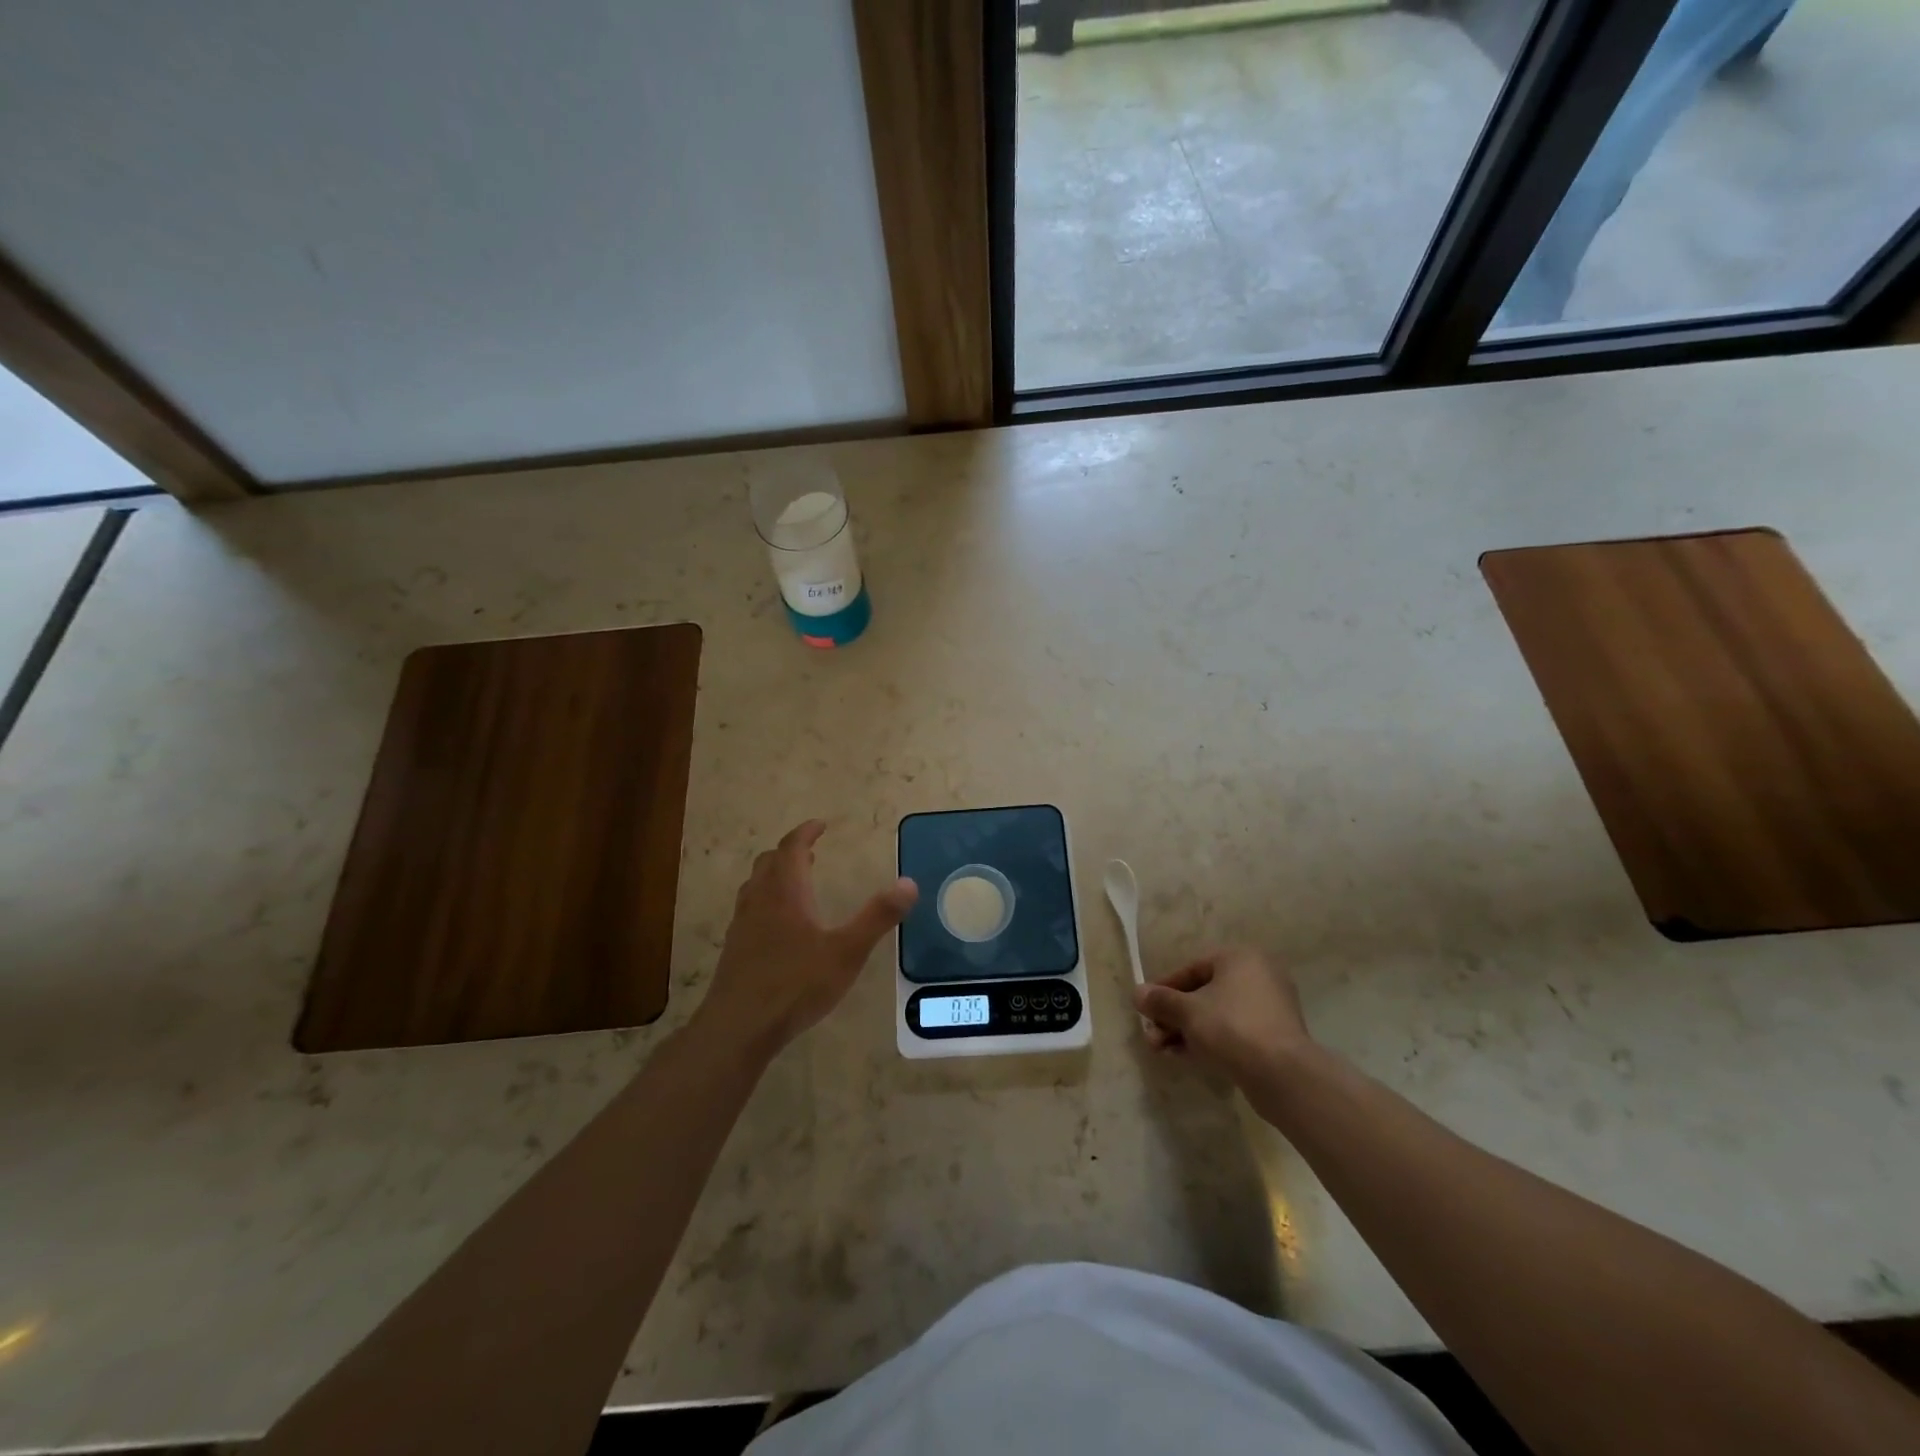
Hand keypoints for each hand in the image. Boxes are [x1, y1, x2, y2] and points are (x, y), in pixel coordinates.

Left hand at [696, 820, 917, 1055]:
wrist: (738, 1027)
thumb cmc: (796, 984)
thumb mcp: (846, 952)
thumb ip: (878, 917)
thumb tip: (909, 883)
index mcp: (785, 892)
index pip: (791, 848)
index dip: (806, 833)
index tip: (820, 825)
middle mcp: (759, 900)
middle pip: (769, 862)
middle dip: (790, 852)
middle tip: (810, 852)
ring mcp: (742, 925)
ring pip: (755, 885)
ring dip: (774, 874)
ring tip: (794, 882)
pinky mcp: (734, 949)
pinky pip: (749, 909)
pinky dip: (765, 900)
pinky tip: (778, 925)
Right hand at [1134, 946, 1314, 1092]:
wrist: (1282, 1075)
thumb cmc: (1231, 1027)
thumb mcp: (1187, 1011)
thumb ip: (1160, 1000)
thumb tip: (1137, 993)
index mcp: (1240, 957)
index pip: (1191, 969)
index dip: (1163, 989)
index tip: (1145, 1008)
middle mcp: (1258, 975)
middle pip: (1203, 993)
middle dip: (1173, 1016)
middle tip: (1152, 1036)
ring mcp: (1270, 1007)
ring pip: (1217, 1014)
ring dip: (1186, 1030)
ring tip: (1162, 1051)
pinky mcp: (1275, 1036)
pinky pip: (1233, 1031)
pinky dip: (1209, 1040)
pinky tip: (1185, 1056)